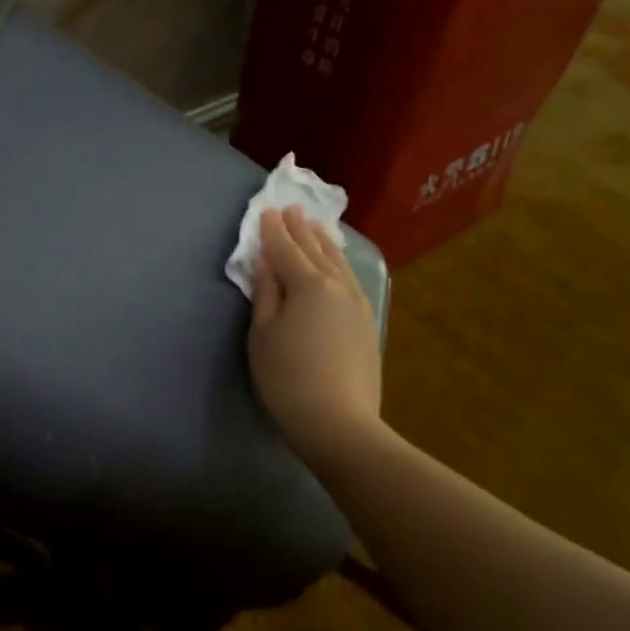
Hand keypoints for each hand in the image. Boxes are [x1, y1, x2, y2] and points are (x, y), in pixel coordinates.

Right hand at [248, 206, 384, 473]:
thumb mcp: (263, 334)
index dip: (272, 231)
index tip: (265, 211)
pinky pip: (350, 279)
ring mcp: (357, 304)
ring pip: (338, 263)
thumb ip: (265, 293)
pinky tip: (337, 265)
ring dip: (324, 243)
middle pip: (315, 251)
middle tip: (291, 209)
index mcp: (308, 285)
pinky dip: (339, 264)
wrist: (338, 421)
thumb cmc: (287, 377)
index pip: (285, 250)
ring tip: (316, 228)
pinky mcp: (366, 323)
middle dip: (300, 230)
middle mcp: (337, 286)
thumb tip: (265, 262)